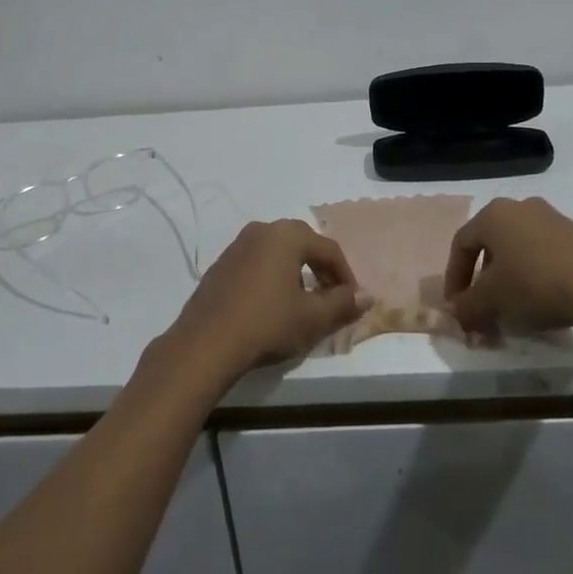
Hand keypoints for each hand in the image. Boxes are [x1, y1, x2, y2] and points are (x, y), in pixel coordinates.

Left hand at [168, 220, 371, 380]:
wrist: (205, 343)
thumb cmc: (266, 324)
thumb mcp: (312, 318)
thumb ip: (342, 304)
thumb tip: (368, 296)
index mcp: (286, 235)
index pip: (328, 249)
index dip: (346, 275)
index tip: (353, 301)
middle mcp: (262, 230)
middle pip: (303, 243)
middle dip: (321, 269)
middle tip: (331, 297)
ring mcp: (237, 245)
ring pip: (278, 252)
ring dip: (296, 272)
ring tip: (303, 302)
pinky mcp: (221, 264)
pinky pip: (257, 262)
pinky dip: (272, 276)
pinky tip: (272, 304)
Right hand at [443, 197, 572, 336]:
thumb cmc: (534, 285)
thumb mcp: (492, 300)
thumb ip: (467, 305)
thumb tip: (455, 310)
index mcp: (493, 214)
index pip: (462, 244)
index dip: (455, 277)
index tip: (457, 305)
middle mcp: (520, 207)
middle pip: (490, 243)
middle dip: (482, 277)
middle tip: (483, 304)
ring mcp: (551, 217)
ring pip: (517, 246)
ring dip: (508, 275)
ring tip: (512, 304)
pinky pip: (543, 251)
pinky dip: (534, 272)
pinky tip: (541, 297)